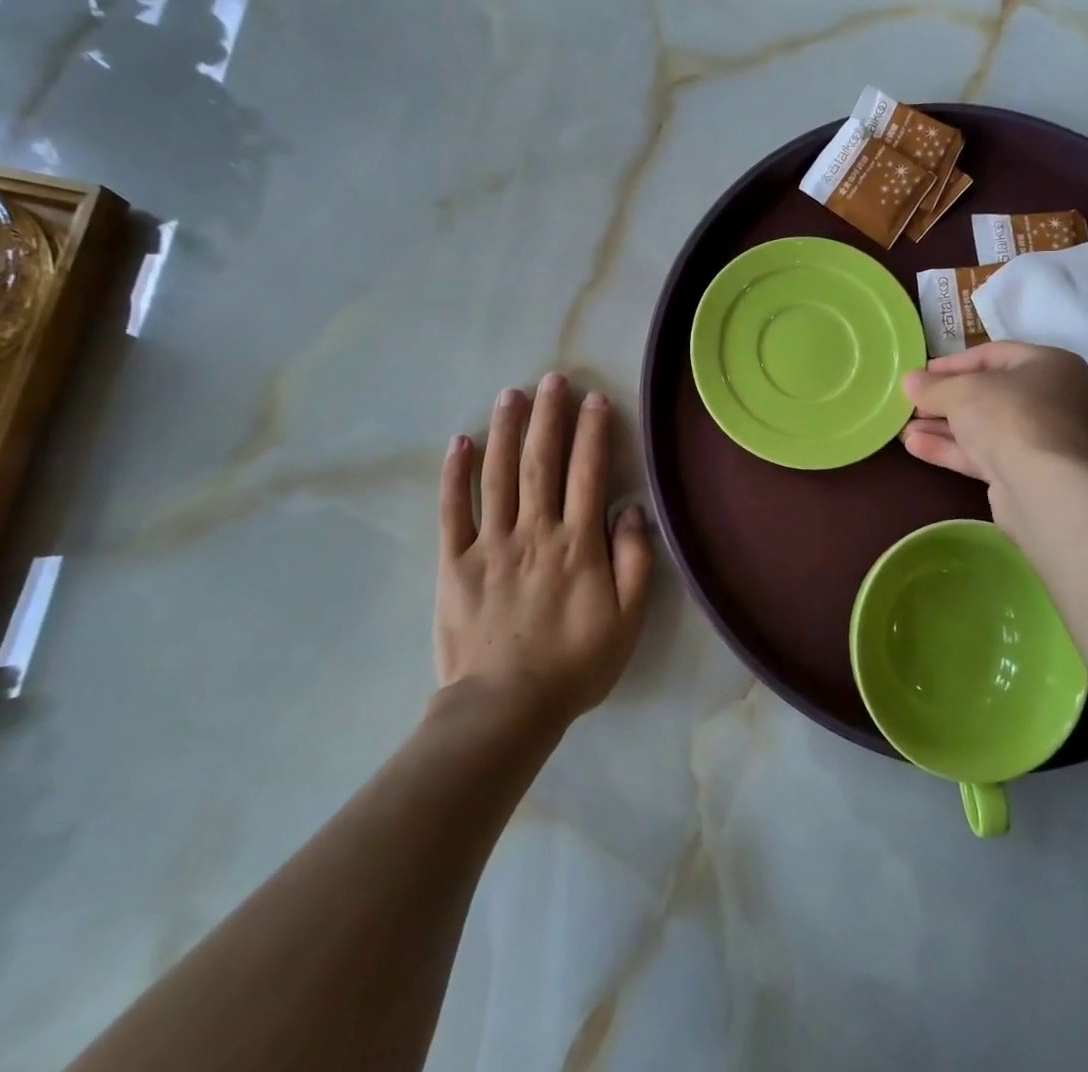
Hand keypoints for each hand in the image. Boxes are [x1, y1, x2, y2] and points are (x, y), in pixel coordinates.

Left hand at [436, 374, 651, 724]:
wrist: (505, 709)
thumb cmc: (573, 665)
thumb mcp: (626, 622)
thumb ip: (634, 562)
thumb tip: (631, 509)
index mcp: (577, 544)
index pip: (588, 473)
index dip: (593, 432)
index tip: (595, 399)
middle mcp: (535, 531)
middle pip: (541, 462)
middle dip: (548, 416)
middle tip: (552, 378)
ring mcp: (490, 543)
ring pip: (498, 474)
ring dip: (505, 430)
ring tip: (510, 394)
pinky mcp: (454, 562)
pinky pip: (453, 510)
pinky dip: (455, 474)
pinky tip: (459, 442)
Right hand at [901, 341, 1087, 487]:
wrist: (1046, 487)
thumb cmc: (1009, 417)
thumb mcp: (961, 392)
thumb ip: (933, 386)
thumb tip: (910, 381)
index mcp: (1051, 365)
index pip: (993, 355)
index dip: (952, 364)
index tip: (919, 374)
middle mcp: (1055, 399)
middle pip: (989, 394)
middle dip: (944, 401)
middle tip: (911, 405)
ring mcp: (1045, 440)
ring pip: (986, 428)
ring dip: (943, 427)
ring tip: (904, 429)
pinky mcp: (1031, 474)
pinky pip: (987, 454)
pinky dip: (953, 449)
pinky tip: (916, 447)